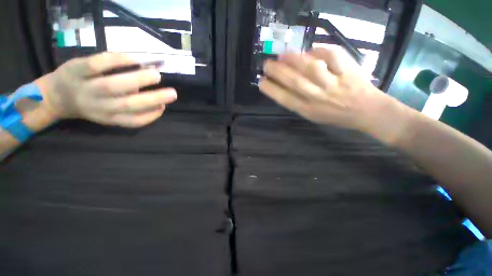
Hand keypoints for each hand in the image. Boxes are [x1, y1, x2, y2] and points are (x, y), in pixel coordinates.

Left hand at [36, 52, 176, 127]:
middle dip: (153, 99)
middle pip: (128, 105)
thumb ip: (130, 110)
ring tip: (156, 75)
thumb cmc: (89, 104)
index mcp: (109, 118)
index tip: (163, 107)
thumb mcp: (108, 114)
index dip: (152, 116)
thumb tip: (155, 101)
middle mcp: (98, 106)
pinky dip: (117, 61)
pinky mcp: (75, 70)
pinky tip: (135, 59)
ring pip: (113, 85)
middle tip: (172, 93)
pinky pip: (96, 64)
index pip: (134, 121)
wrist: (55, 95)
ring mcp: (85, 88)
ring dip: (139, 79)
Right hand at [259, 46, 393, 132]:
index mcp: (309, 109)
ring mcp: (333, 83)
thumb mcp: (313, 115)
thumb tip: (285, 86)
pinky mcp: (348, 71)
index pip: (285, 99)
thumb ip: (299, 103)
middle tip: (266, 64)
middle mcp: (318, 97)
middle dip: (277, 72)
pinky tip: (311, 49)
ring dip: (294, 59)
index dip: (271, 90)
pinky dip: (320, 50)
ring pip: (311, 68)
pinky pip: (333, 56)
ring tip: (282, 54)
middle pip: (294, 82)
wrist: (366, 111)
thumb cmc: (336, 116)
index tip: (261, 81)